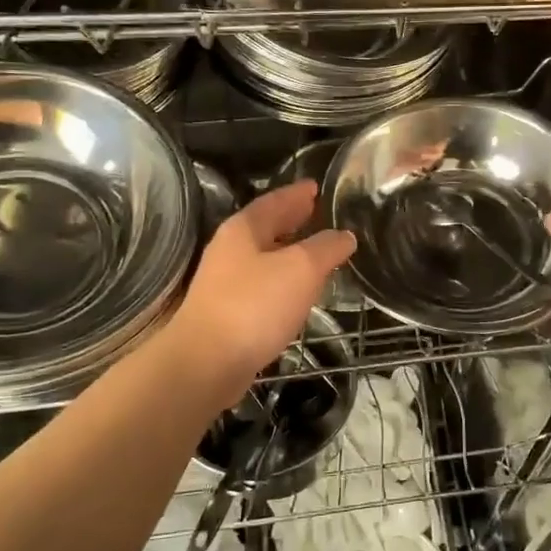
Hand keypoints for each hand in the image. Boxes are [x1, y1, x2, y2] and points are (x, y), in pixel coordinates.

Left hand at [170, 180, 354, 384]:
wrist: (206, 363)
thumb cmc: (254, 306)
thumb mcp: (300, 269)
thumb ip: (325, 248)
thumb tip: (345, 235)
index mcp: (243, 230)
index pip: (274, 201)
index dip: (297, 194)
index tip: (316, 186)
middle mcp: (229, 251)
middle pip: (265, 227)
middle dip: (292, 220)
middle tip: (318, 213)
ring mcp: (224, 283)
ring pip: (263, 257)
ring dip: (288, 251)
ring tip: (316, 253)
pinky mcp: (227, 314)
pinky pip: (261, 285)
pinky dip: (282, 280)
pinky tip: (297, 292)